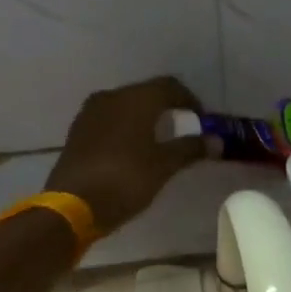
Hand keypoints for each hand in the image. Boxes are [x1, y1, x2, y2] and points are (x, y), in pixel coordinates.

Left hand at [45, 76, 204, 232]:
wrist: (73, 205)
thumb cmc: (125, 180)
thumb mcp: (164, 166)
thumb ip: (190, 149)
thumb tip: (217, 141)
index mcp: (136, 99)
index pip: (170, 86)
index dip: (190, 100)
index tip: (202, 121)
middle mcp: (112, 97)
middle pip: (147, 93)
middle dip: (168, 108)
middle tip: (184, 130)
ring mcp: (90, 113)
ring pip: (126, 106)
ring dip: (146, 117)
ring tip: (159, 141)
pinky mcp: (78, 131)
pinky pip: (110, 120)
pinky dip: (127, 128)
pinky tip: (133, 150)